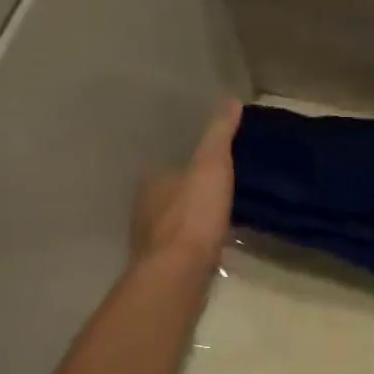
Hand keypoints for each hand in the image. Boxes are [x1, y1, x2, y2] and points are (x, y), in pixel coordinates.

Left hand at [132, 100, 242, 269]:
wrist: (178, 274)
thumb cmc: (192, 215)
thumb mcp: (212, 166)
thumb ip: (219, 134)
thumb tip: (230, 98)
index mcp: (151, 182)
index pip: (165, 166)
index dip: (184, 164)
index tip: (206, 164)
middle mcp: (144, 210)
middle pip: (166, 196)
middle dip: (186, 194)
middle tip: (215, 191)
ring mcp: (151, 242)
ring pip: (171, 224)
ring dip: (189, 222)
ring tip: (217, 219)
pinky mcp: (162, 269)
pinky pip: (180, 250)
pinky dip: (192, 246)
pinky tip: (210, 248)